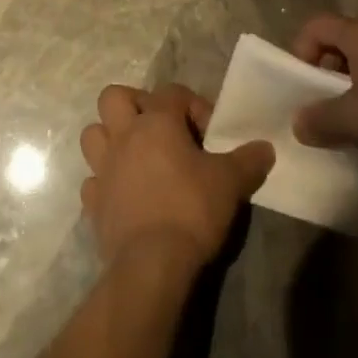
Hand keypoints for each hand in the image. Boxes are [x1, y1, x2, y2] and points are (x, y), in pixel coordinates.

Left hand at [78, 84, 273, 273]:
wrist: (151, 266)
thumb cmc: (191, 210)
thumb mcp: (230, 182)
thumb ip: (248, 160)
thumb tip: (266, 148)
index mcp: (156, 121)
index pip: (172, 92)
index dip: (193, 106)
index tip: (209, 134)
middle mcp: (124, 136)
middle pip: (114, 97)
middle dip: (135, 105)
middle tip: (159, 129)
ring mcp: (103, 169)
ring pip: (93, 134)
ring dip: (110, 139)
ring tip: (135, 156)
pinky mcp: (93, 204)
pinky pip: (92, 181)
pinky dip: (104, 183)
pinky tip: (123, 195)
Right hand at [290, 14, 357, 177]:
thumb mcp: (352, 121)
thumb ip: (319, 120)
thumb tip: (299, 123)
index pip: (318, 25)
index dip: (301, 50)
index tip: (302, 85)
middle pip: (342, 42)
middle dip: (326, 72)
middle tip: (322, 105)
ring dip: (352, 86)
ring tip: (351, 120)